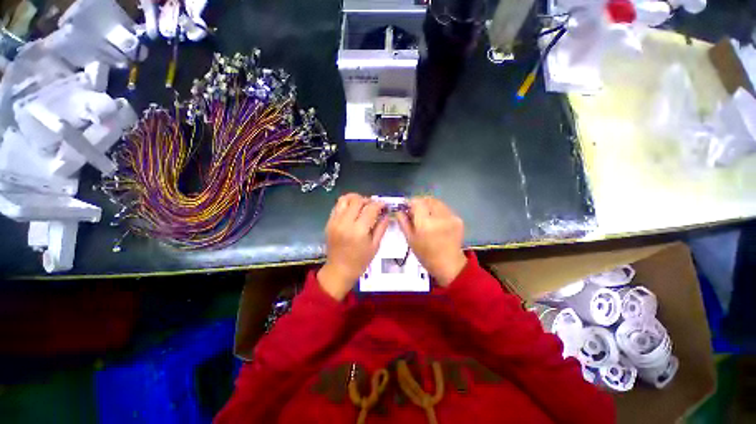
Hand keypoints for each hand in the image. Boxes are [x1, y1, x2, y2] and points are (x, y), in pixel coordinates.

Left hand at [318, 194, 388, 299]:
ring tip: (362, 204)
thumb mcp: (375, 246)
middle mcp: (345, 223)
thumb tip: (386, 214)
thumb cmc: (360, 261)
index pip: (370, 209)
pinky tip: (353, 210)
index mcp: (359, 231)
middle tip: (374, 206)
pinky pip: (337, 206)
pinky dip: (347, 204)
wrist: (339, 270)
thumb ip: (381, 227)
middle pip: (357, 201)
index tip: (384, 205)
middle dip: (368, 200)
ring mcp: (335, 221)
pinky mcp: (329, 222)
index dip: (379, 204)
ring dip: (356, 198)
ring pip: (345, 199)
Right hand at [396, 197, 466, 286]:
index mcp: (426, 223)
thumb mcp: (410, 239)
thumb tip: (399, 211)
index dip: (410, 202)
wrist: (448, 264)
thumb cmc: (426, 254)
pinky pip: (444, 209)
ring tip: (425, 216)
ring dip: (429, 206)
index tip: (406, 208)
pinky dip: (438, 211)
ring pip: (437, 202)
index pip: (417, 202)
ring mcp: (451, 217)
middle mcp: (440, 217)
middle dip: (420, 203)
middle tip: (415, 211)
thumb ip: (403, 222)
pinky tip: (436, 221)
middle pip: (428, 199)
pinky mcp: (458, 219)